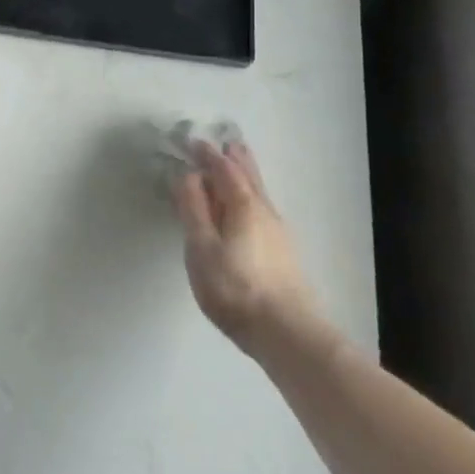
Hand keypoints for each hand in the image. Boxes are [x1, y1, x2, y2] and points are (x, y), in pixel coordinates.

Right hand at [173, 140, 320, 357]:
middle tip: (227, 140)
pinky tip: (248, 207)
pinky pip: (261, 207)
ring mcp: (277, 231)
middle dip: (235, 157)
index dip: (207, 154)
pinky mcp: (282, 251)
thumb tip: (188, 175)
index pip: (223, 169)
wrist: (287, 333)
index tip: (193, 140)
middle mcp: (263, 210)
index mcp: (242, 204)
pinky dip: (250, 193)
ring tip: (238, 163)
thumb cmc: (236, 288)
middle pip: (249, 175)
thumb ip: (193, 209)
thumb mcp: (202, 248)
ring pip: (258, 191)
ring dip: (246, 173)